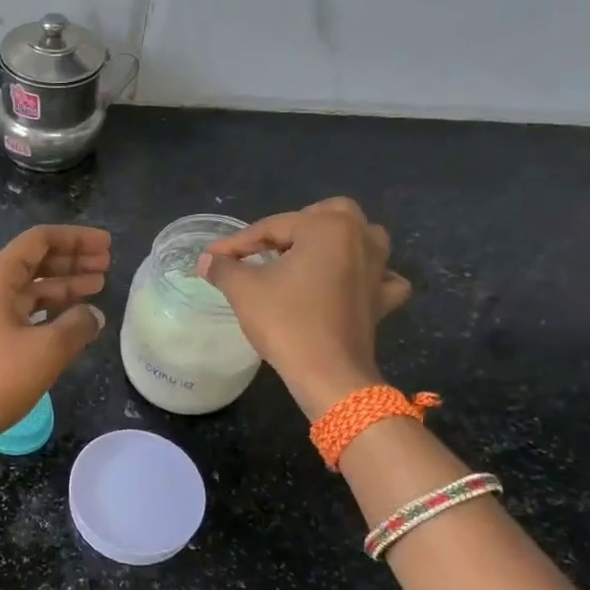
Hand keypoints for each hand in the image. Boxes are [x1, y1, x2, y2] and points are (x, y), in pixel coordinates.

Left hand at [0, 225, 110, 447]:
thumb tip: (94, 315)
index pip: (40, 240)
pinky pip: (23, 310)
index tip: (106, 245)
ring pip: (30, 287)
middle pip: (35, 260)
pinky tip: (73, 317)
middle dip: (72, 260)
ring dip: (64, 285)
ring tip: (99, 286)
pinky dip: (49, 309)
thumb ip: (77, 325)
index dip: (76, 239)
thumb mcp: (46, 349)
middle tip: (107, 263)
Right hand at [198, 198, 410, 419]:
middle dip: (295, 226)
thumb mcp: (244, 290)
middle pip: (327, 215)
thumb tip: (207, 260)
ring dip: (335, 241)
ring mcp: (379, 268)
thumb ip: (223, 267)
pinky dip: (367, 275)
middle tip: (266, 247)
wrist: (328, 374)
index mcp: (327, 227)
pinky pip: (381, 276)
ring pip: (361, 237)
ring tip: (308, 256)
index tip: (212, 256)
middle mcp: (360, 237)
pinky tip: (350, 283)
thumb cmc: (286, 322)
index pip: (273, 226)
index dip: (237, 242)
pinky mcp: (383, 299)